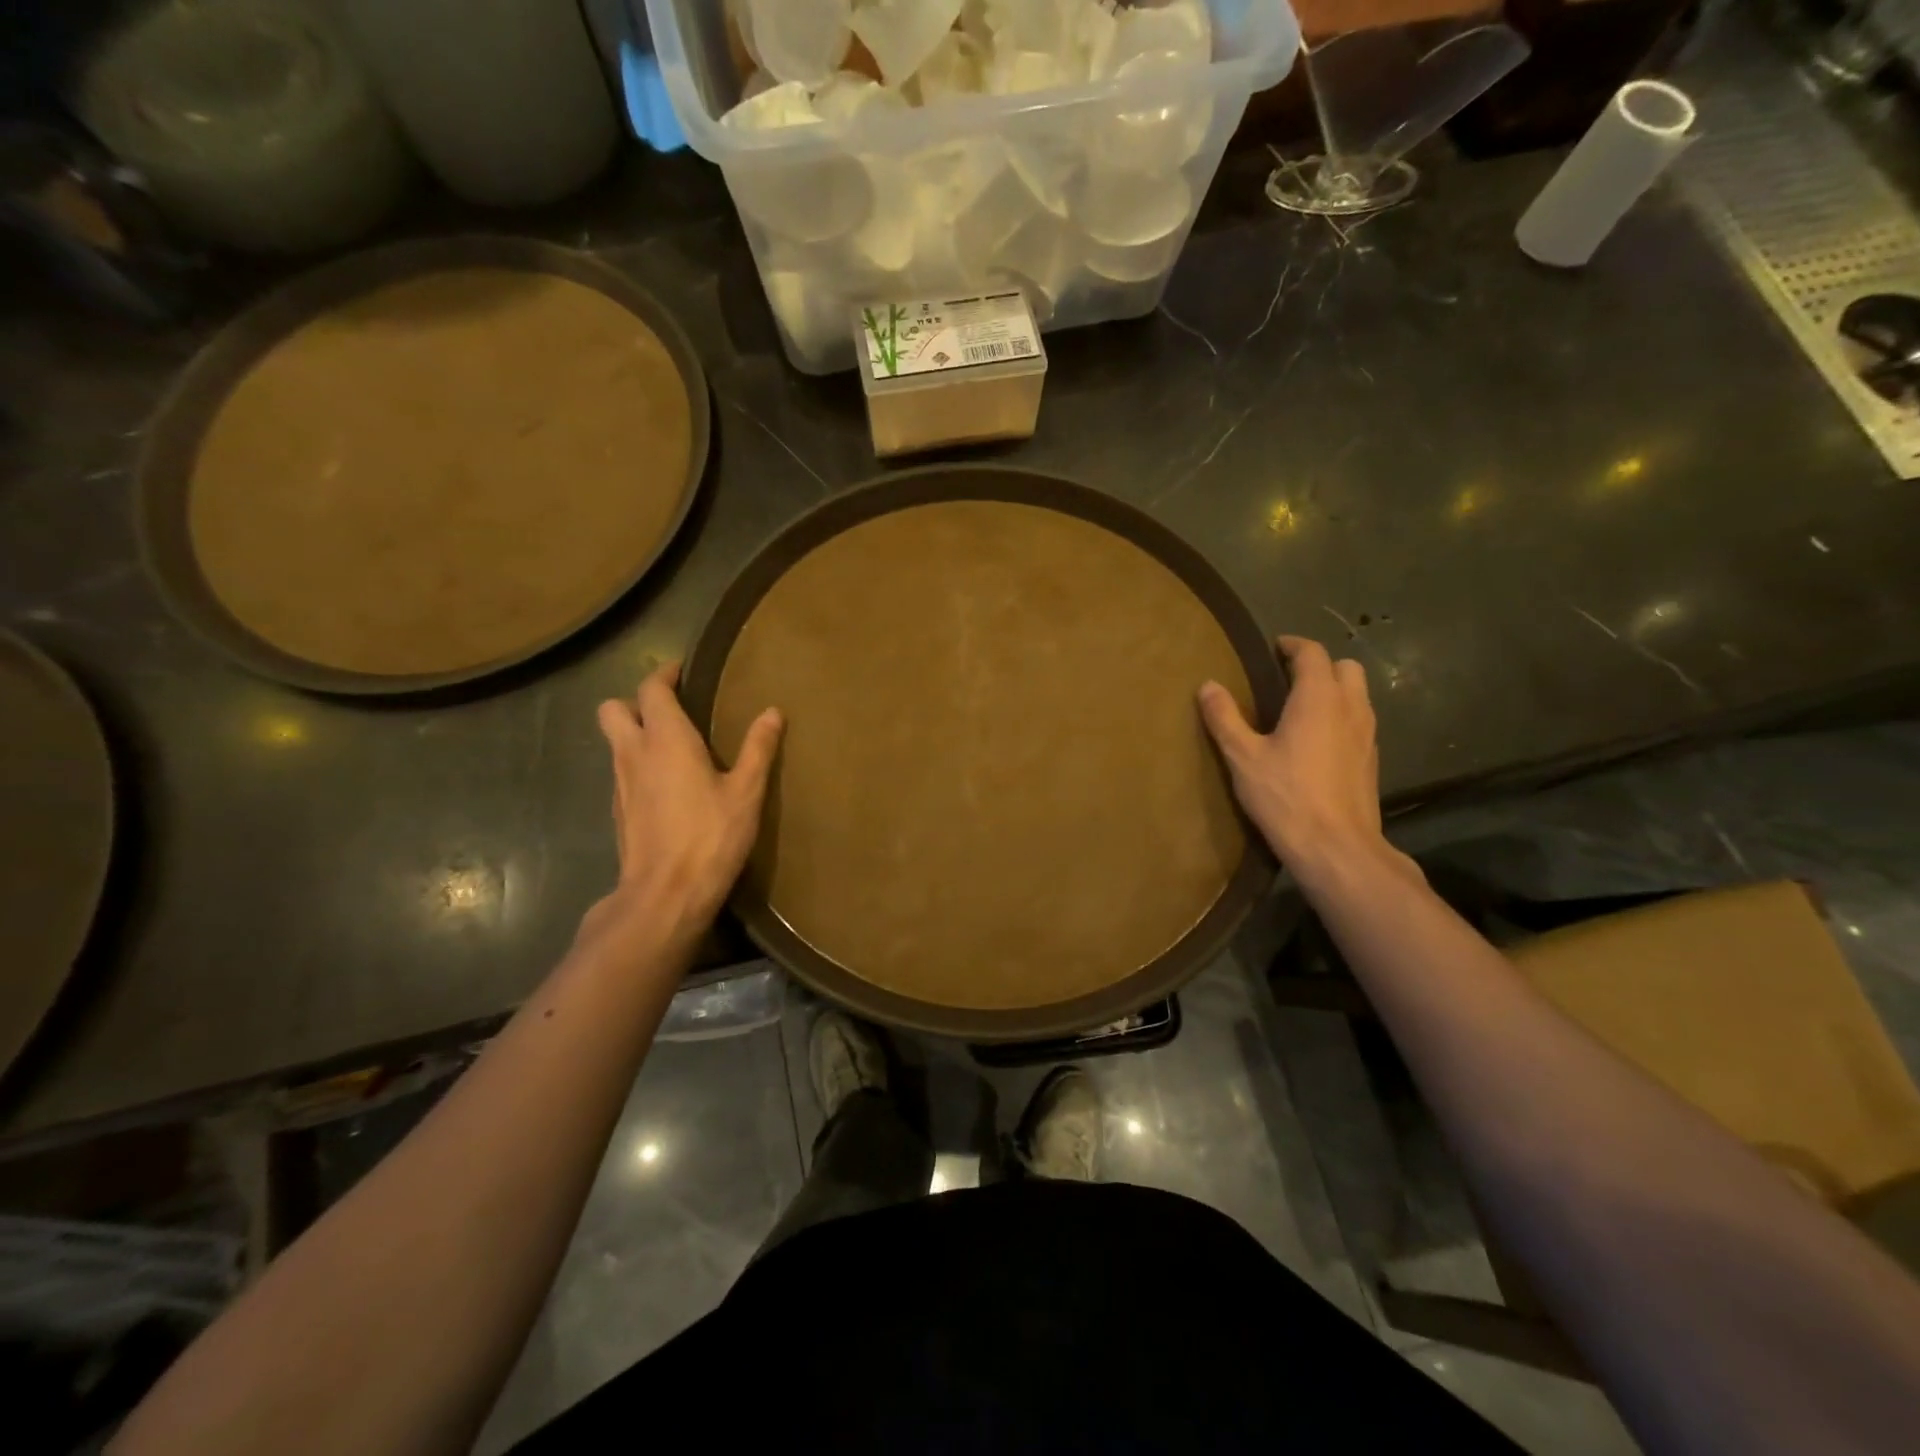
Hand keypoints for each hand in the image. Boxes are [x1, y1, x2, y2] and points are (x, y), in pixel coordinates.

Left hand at [585, 662, 782, 943]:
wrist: (665, 894)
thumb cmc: (710, 836)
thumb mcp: (746, 792)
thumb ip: (758, 749)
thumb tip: (772, 712)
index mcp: (665, 740)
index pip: (651, 689)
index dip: (664, 674)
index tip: (681, 670)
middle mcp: (633, 754)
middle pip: (612, 709)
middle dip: (635, 701)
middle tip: (670, 709)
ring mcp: (620, 784)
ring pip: (615, 742)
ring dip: (636, 734)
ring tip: (674, 746)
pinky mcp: (618, 812)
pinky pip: (622, 772)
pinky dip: (638, 765)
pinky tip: (667, 786)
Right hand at [1198, 636, 1410, 881]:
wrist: (1336, 847)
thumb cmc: (1286, 796)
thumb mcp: (1243, 757)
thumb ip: (1225, 718)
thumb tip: (1208, 685)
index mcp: (1318, 699)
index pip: (1312, 653)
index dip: (1292, 645)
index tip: (1273, 648)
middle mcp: (1350, 707)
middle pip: (1345, 668)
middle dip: (1319, 665)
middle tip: (1288, 678)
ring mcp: (1367, 734)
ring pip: (1357, 694)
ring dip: (1334, 690)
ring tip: (1301, 707)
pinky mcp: (1371, 759)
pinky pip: (1359, 721)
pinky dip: (1341, 716)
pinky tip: (1318, 741)